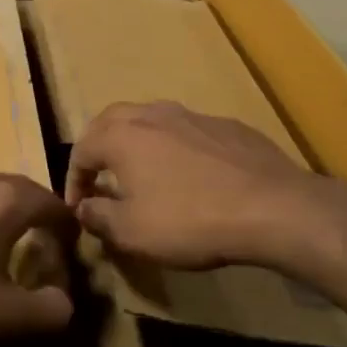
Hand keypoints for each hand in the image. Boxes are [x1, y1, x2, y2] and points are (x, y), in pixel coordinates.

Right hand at [65, 101, 346, 281]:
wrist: (272, 208)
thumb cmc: (189, 220)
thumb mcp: (131, 232)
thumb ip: (98, 217)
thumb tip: (83, 208)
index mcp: (122, 135)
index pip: (81, 150)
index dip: (74, 180)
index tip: (78, 207)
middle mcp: (153, 115)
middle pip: (111, 120)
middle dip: (98, 147)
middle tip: (99, 175)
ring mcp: (193, 116)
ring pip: (151, 120)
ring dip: (137, 142)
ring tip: (141, 171)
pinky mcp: (228, 127)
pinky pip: (187, 132)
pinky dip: (174, 148)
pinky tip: (189, 174)